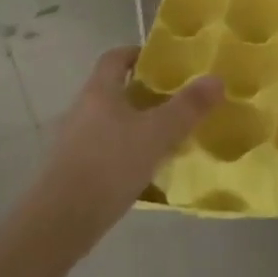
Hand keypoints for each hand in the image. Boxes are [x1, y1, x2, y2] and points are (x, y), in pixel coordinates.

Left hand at [34, 47, 221, 244]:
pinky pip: (106, 149)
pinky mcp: (73, 170)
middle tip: (177, 100)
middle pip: (114, 90)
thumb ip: (188, 106)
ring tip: (168, 135)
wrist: (61, 222)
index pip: (115, 58)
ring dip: (137, 124)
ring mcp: (74, 142)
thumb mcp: (157, 134)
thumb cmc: (110, 165)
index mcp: (99, 92)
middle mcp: (82, 110)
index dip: (138, 54)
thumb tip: (216, 78)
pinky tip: (146, 169)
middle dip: (145, 92)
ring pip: (111, 121)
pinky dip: (126, 151)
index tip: (164, 62)